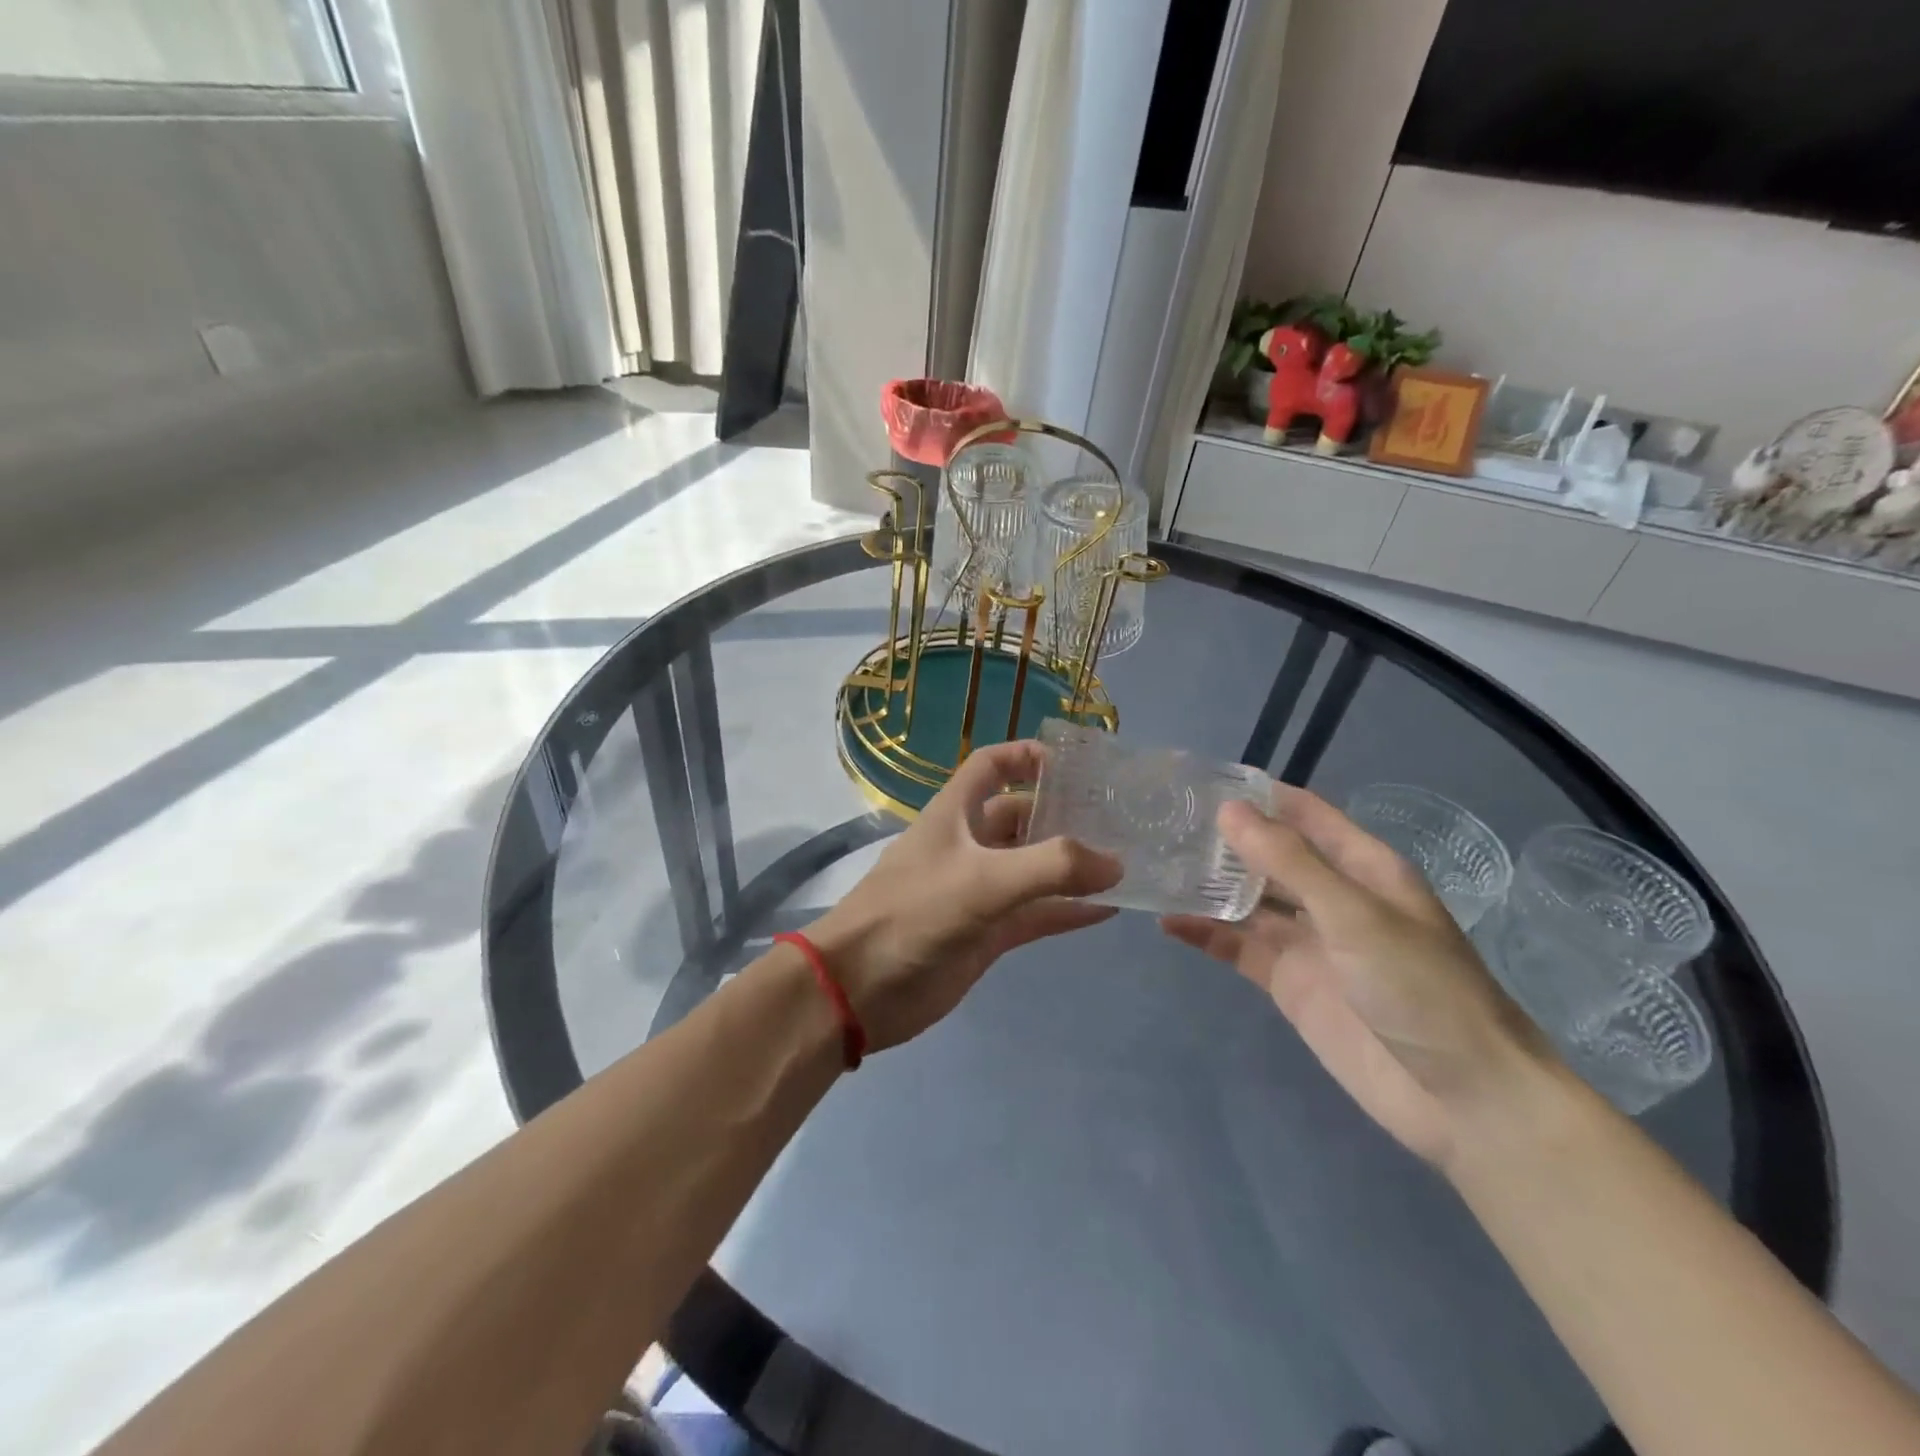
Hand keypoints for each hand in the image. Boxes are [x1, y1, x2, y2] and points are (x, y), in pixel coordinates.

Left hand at [809, 740, 1121, 1051]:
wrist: (861, 990)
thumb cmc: (914, 914)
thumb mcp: (982, 880)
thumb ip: (1051, 868)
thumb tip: (1115, 864)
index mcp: (955, 814)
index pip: (990, 766)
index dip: (1026, 755)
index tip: (1074, 763)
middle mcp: (968, 845)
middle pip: (1021, 816)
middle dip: (1063, 814)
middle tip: (1119, 819)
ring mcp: (979, 891)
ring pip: (1033, 867)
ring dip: (1071, 865)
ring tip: (1125, 861)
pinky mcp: (987, 933)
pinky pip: (1036, 914)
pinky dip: (1068, 911)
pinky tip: (1109, 910)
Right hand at [1163, 787, 1552, 1165]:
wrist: (1461, 1098)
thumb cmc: (1420, 988)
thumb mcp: (1353, 914)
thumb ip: (1288, 862)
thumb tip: (1229, 810)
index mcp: (1361, 867)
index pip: (1304, 813)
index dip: (1259, 795)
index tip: (1202, 780)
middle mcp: (1332, 897)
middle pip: (1270, 856)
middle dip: (1224, 839)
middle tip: (1163, 821)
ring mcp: (1309, 942)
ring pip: (1248, 901)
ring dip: (1210, 885)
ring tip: (1155, 865)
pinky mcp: (1290, 983)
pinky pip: (1239, 948)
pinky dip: (1207, 934)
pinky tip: (1168, 922)